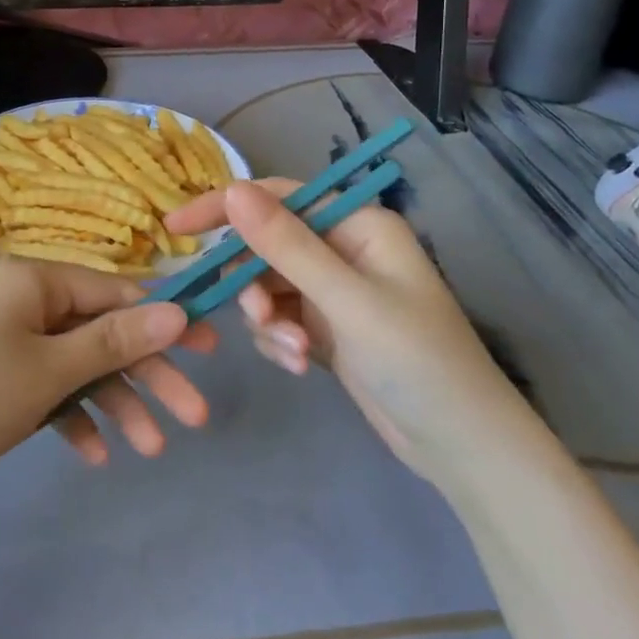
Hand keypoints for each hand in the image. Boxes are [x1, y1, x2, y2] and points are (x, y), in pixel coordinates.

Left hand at [0, 259, 216, 520]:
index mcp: (33, 279)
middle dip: (146, 374)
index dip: (164, 320)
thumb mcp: (49, 371)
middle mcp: (20, 299)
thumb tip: (178, 310)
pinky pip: (43, 388)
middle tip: (196, 417)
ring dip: (113, 403)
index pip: (115, 291)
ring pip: (75, 365)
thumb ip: (115, 341)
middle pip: (99, 331)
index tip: (211, 352)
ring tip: (148, 451)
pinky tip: (91, 454)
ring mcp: (3, 339)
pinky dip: (69, 416)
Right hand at [165, 180, 531, 483]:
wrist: (461, 447)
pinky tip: (298, 365)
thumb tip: (231, 190)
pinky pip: (278, 318)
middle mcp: (343, 247)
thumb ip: (286, 245)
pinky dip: (278, 340)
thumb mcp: (346, 301)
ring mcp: (333, 290)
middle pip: (268, 244)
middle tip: (258, 319)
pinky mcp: (325, 327)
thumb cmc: (417, 361)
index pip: (278, 197)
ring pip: (267, 286)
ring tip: (293, 352)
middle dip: (255, 283)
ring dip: (268, 319)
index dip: (226, 207)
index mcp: (357, 224)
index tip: (177, 228)